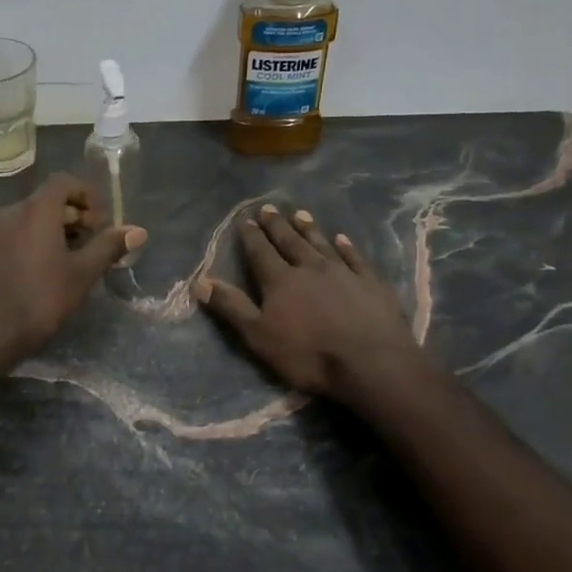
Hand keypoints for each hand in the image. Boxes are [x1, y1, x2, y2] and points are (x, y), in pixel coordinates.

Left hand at [0, 173, 145, 365]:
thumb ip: (108, 246)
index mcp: (35, 210)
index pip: (64, 182)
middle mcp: (11, 211)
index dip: (88, 195)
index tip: (104, 221)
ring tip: (76, 257)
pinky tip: (50, 267)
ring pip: (32, 216)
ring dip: (58, 228)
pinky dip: (37, 238)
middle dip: (76, 215)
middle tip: (95, 242)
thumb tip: (138, 231)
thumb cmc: (42, 299)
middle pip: (49, 199)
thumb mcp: (82, 273)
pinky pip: (18, 231)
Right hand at [195, 204, 415, 398]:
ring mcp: (344, 273)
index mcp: (281, 281)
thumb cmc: (308, 355)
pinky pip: (356, 258)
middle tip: (269, 208)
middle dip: (277, 226)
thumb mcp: (259, 336)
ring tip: (300, 214)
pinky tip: (343, 238)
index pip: (261, 252)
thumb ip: (231, 307)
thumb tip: (200, 280)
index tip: (244, 220)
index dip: (251, 236)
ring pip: (322, 244)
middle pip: (290, 242)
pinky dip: (347, 246)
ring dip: (309, 229)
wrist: (371, 364)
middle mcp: (311, 268)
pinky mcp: (371, 284)